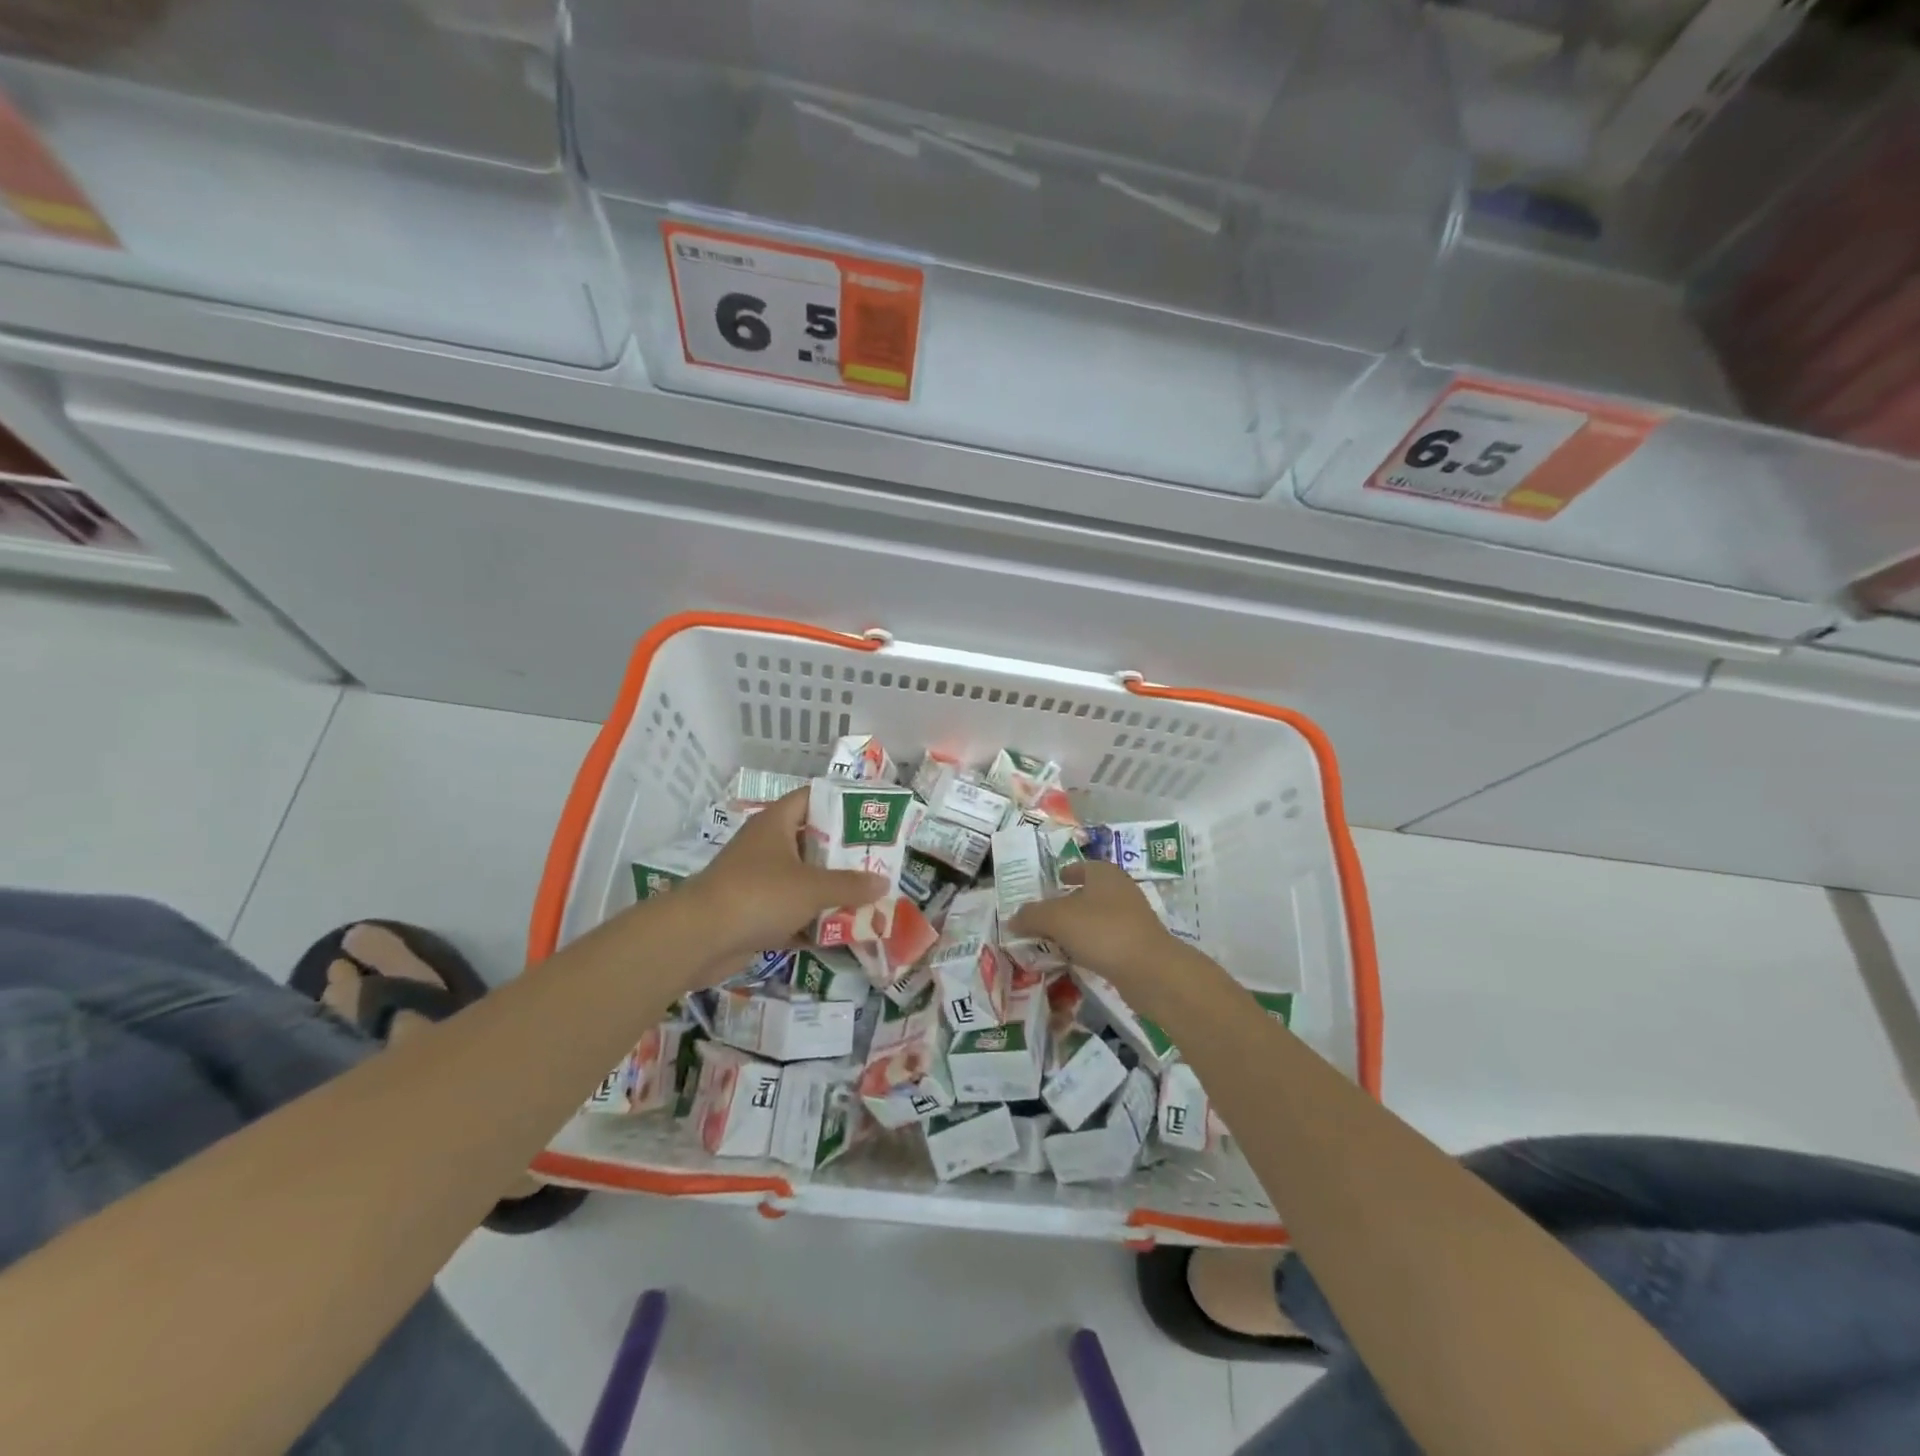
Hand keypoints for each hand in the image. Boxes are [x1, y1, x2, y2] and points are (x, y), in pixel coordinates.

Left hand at [681, 789, 887, 969]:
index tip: (871, 815)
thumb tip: (883, 881)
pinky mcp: (751, 913)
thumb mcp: (812, 887)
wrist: (698, 939)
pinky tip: (840, 931)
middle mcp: (765, 846)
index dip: (841, 803)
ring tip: (867, 895)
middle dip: (843, 853)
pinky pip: (790, 911)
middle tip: (877, 860)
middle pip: (811, 841)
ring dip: (829, 889)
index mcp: (775, 823)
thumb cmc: (759, 895)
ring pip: (801, 879)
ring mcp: (757, 880)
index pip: (812, 798)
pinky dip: (811, 920)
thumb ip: (850, 884)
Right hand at [1008, 860, 1175, 985]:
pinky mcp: (1136, 946)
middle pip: (1087, 893)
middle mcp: (1120, 890)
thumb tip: (1013, 918)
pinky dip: (1088, 947)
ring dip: (1076, 928)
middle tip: (1041, 917)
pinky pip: (1104, 941)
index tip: (1048, 885)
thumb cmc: (1102, 930)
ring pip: (1095, 919)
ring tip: (1051, 941)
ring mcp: (1131, 919)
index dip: (1064, 873)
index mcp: (1104, 873)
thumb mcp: (1057, 918)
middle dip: (1065, 904)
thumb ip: (1032, 915)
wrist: (1150, 970)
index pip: (1081, 866)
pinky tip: (1073, 959)